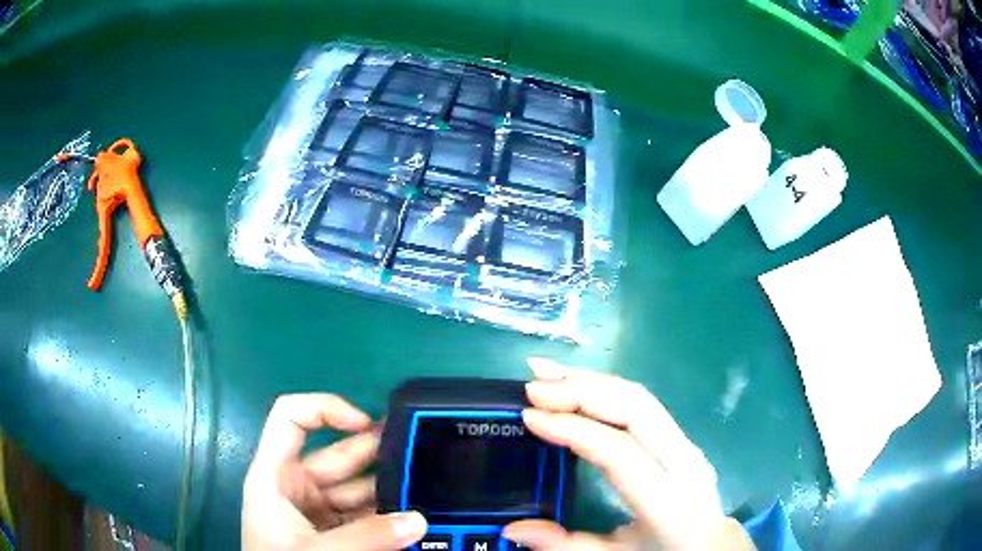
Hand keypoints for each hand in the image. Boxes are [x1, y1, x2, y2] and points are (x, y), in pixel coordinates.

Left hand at [242, 394, 426, 550]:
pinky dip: (389, 517)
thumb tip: (418, 520)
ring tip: (429, 486)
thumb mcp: (314, 550)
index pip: (291, 419)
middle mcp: (297, 487)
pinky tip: (415, 517)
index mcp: (276, 475)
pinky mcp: (336, 534)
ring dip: (391, 490)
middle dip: (378, 452)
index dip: (326, 409)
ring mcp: (318, 512)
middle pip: (339, 455)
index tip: (368, 424)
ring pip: (359, 489)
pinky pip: (366, 516)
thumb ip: (365, 537)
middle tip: (422, 449)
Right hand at [503, 360, 752, 550]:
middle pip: (635, 409)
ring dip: (593, 381)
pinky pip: (643, 404)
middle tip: (534, 385)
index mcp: (667, 500)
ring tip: (548, 373)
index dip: (573, 428)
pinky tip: (579, 384)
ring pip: (640, 398)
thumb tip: (513, 528)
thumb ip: (564, 545)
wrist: (709, 546)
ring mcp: (686, 445)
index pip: (619, 450)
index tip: (530, 416)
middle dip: (582, 391)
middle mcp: (683, 462)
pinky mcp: (681, 438)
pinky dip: (607, 389)